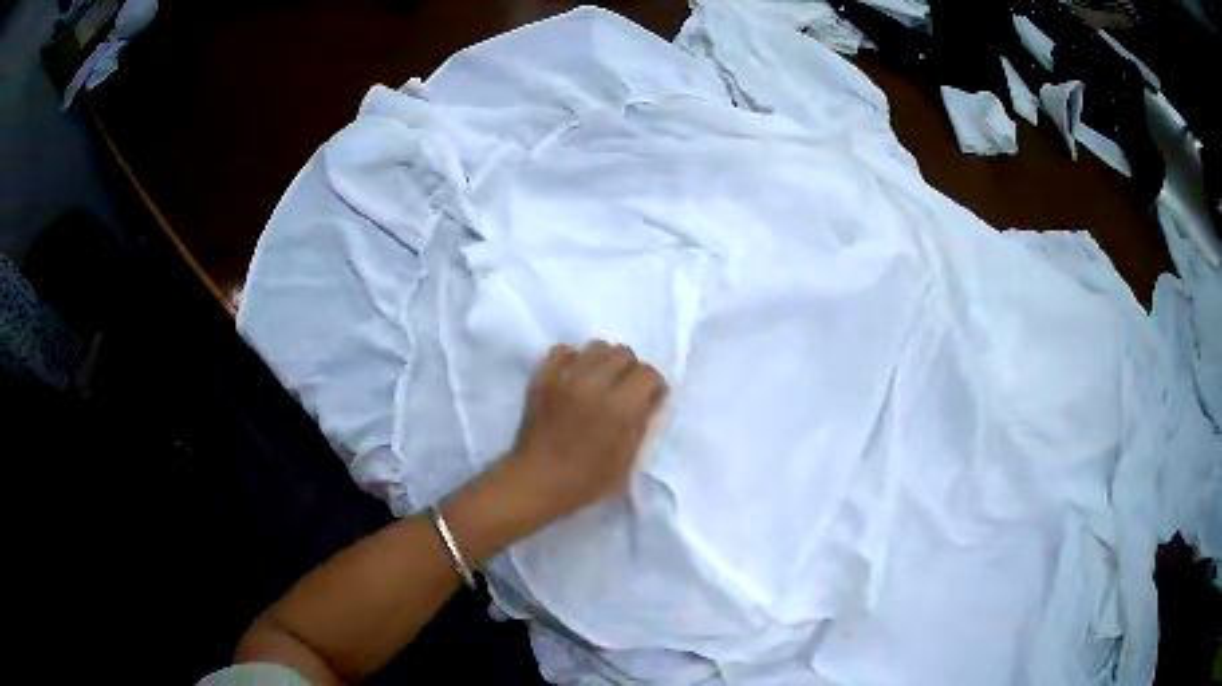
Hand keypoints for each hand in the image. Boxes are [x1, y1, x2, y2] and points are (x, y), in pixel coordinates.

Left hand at [505, 340, 667, 525]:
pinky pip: (563, 350)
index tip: (650, 399)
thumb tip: (652, 398)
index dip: (653, 385)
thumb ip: (642, 423)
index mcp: (620, 407)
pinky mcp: (543, 377)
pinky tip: (575, 377)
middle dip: (631, 370)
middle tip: (626, 390)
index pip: (648, 373)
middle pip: (624, 353)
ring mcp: (565, 377)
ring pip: (596, 346)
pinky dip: (574, 359)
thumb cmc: (586, 480)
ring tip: (601, 381)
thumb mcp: (627, 460)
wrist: (537, 481)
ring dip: (605, 361)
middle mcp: (594, 384)